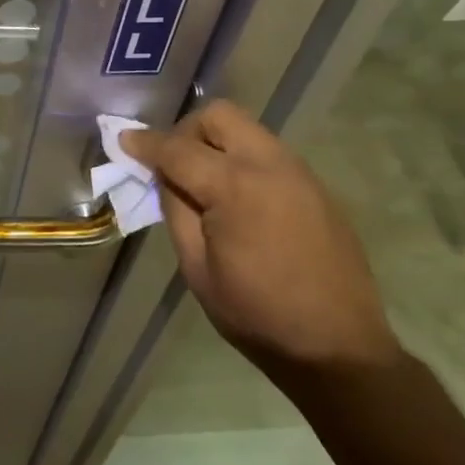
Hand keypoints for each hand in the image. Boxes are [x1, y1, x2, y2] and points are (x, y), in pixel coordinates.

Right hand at [121, 102, 400, 380]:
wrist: (340, 348)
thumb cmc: (258, 315)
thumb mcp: (197, 268)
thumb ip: (176, 210)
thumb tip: (166, 176)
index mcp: (235, 187)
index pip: (178, 149)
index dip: (145, 143)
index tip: (124, 140)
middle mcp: (270, 165)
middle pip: (219, 116)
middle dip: (187, 130)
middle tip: (173, 164)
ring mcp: (299, 173)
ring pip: (247, 129)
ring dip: (217, 142)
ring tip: (205, 183)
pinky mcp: (317, 187)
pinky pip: (268, 153)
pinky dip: (243, 159)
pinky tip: (240, 200)